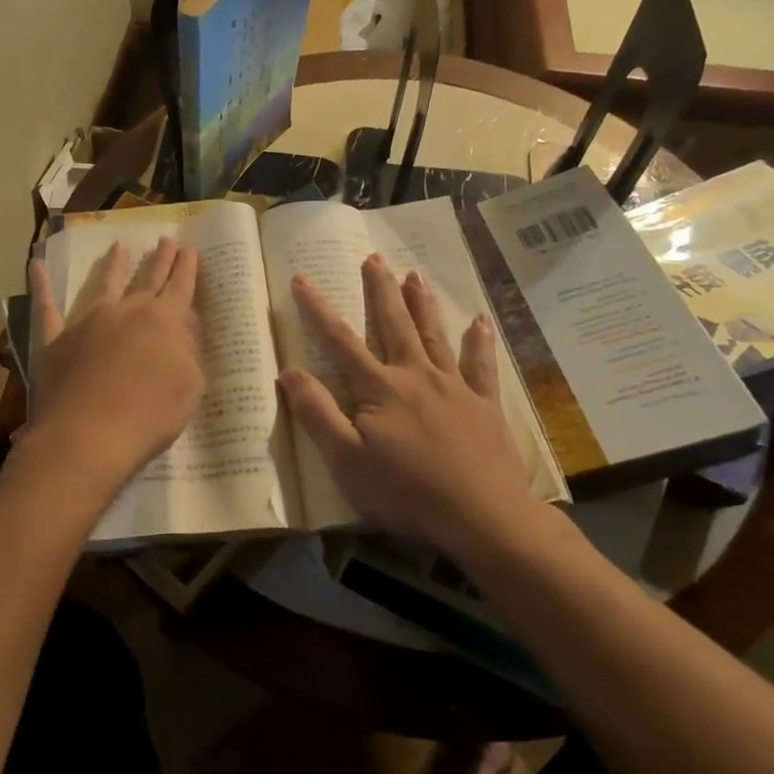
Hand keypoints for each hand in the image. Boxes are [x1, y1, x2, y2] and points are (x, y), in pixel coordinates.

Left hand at [26, 238, 204, 493]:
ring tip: (119, 246)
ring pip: (103, 284)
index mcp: (164, 322)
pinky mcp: (54, 339)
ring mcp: (87, 321)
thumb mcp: (189, 386)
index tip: (189, 250)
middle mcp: (126, 311)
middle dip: (159, 259)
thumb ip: (188, 353)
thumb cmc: (148, 417)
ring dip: (113, 264)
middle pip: (147, 278)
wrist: (88, 437)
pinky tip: (36, 263)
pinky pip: (46, 306)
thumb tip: (183, 330)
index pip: (180, 287)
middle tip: (166, 240)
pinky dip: (41, 284)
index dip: (187, 269)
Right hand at [278, 254, 541, 557]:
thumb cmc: (405, 491)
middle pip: (394, 325)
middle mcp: (416, 375)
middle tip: (374, 257)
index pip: (341, 341)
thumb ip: (317, 413)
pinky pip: (482, 365)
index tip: (302, 278)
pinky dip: (480, 342)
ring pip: (434, 335)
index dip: (318, 310)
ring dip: (422, 303)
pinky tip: (481, 321)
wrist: (481, 516)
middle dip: (380, 290)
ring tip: (415, 274)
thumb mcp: (346, 459)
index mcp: (379, 388)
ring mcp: (455, 387)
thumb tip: (288, 371)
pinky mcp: (485, 405)